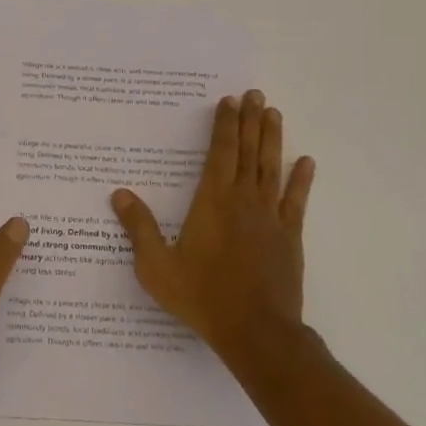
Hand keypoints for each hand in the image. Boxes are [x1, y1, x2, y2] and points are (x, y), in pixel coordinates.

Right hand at [110, 89, 314, 361]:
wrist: (256, 331)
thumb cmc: (203, 297)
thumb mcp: (157, 266)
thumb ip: (139, 228)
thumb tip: (119, 194)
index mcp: (212, 202)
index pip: (220, 153)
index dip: (225, 125)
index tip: (229, 101)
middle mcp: (243, 201)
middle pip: (248, 152)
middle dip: (251, 121)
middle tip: (255, 93)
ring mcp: (270, 217)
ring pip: (272, 169)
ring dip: (272, 139)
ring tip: (274, 113)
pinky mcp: (289, 237)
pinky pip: (296, 201)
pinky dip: (301, 180)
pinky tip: (306, 162)